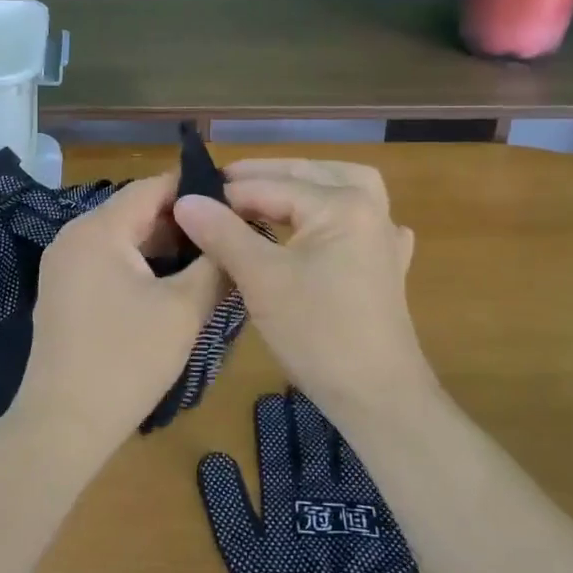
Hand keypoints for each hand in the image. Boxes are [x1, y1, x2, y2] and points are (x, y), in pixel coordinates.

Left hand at [11, 172, 227, 463]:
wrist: (64, 425)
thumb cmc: (127, 361)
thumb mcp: (183, 310)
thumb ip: (215, 265)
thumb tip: (236, 234)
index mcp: (99, 229)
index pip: (153, 187)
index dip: (196, 189)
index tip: (236, 200)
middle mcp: (74, 236)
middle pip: (136, 210)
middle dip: (183, 221)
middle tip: (227, 235)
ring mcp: (64, 264)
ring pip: (123, 237)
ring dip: (163, 245)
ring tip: (209, 258)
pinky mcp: (63, 290)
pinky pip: (108, 260)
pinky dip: (140, 264)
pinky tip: (173, 283)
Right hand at [173, 159, 432, 414]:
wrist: (378, 397)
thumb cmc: (318, 334)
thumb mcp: (261, 280)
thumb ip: (223, 233)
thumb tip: (185, 200)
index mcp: (341, 204)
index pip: (270, 186)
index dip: (226, 193)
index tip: (188, 197)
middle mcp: (369, 207)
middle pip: (308, 174)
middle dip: (263, 177)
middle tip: (219, 187)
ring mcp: (384, 236)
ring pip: (340, 188)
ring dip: (303, 184)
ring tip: (267, 192)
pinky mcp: (388, 264)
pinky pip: (361, 219)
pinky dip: (337, 212)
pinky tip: (323, 225)